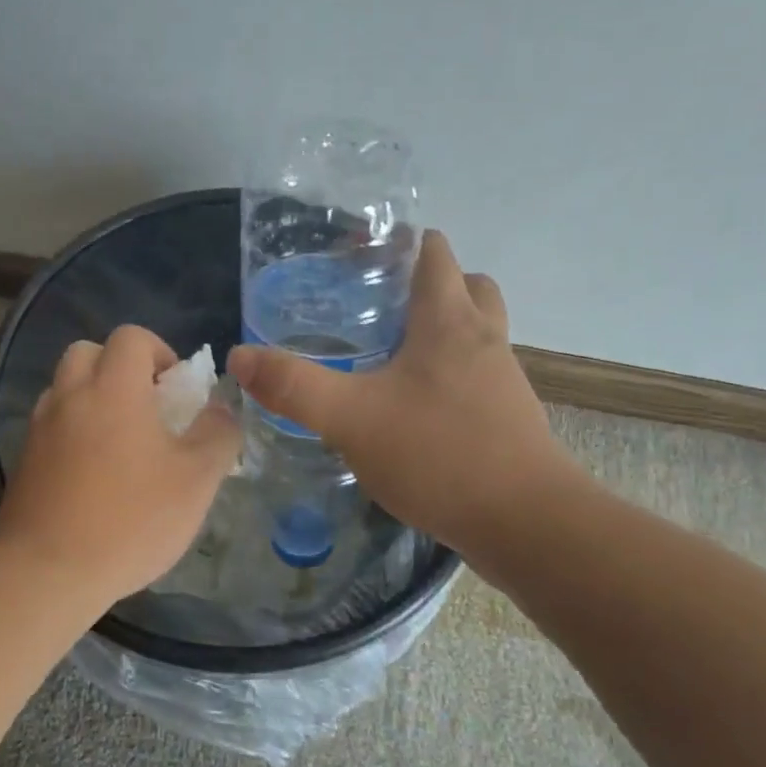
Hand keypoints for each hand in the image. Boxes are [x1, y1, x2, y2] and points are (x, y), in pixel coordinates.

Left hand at [0, 325, 241, 606]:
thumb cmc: (130, 520)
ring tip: (120, 443)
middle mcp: (69, 396)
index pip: (131, 337)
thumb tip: (222, 408)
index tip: (176, 390)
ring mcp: (40, 428)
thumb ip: (218, 435)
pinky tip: (93, 474)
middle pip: (88, 352)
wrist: (47, 572)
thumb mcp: (196, 480)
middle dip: (119, 368)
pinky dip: (73, 430)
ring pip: (65, 388)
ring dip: (93, 398)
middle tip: (146, 408)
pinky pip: (51, 425)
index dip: (159, 352)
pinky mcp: (23, 460)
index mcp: (113, 388)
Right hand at [228, 230, 585, 561]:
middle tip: (376, 306)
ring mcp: (503, 377)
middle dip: (424, 283)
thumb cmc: (439, 454)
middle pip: (464, 284)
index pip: (432, 252)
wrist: (526, 522)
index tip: (356, 258)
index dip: (396, 244)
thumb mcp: (350, 419)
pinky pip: (479, 372)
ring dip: (441, 328)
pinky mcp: (509, 415)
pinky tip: (415, 406)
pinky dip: (451, 372)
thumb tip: (239, 356)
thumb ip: (293, 386)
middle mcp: (483, 337)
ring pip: (476, 329)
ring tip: (392, 354)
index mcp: (448, 320)